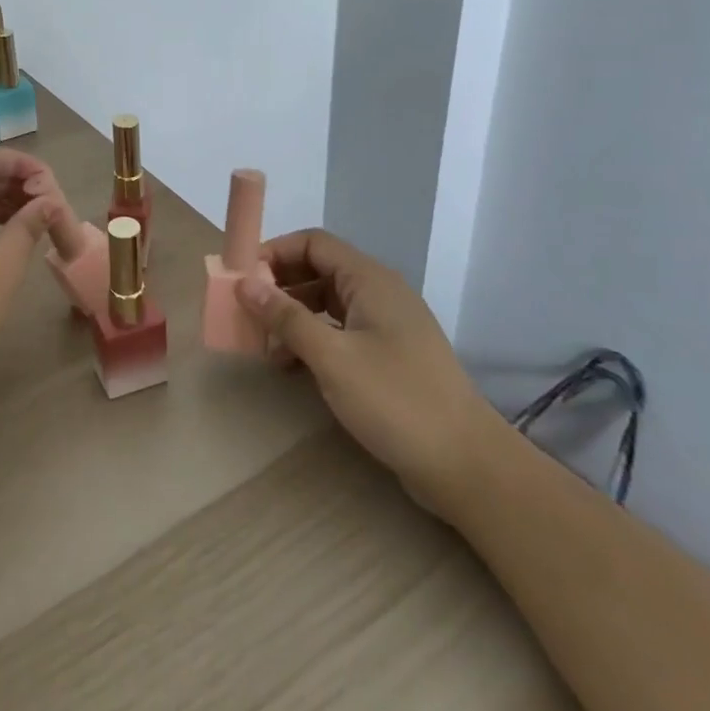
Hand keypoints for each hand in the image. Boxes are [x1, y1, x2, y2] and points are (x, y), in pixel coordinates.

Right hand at [236, 229, 503, 514]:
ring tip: (263, 344)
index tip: (242, 277)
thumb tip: (245, 284)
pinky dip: (312, 339)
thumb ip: (286, 317)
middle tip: (246, 310)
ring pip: (327, 303)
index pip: (314, 243)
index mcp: (370, 280)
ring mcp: (386, 326)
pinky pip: (340, 331)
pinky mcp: (388, 356)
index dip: (275, 252)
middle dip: (279, 286)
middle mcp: (379, 293)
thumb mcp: (333, 357)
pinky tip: (291, 366)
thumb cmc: (397, 401)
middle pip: (319, 270)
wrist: (467, 466)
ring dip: (292, 316)